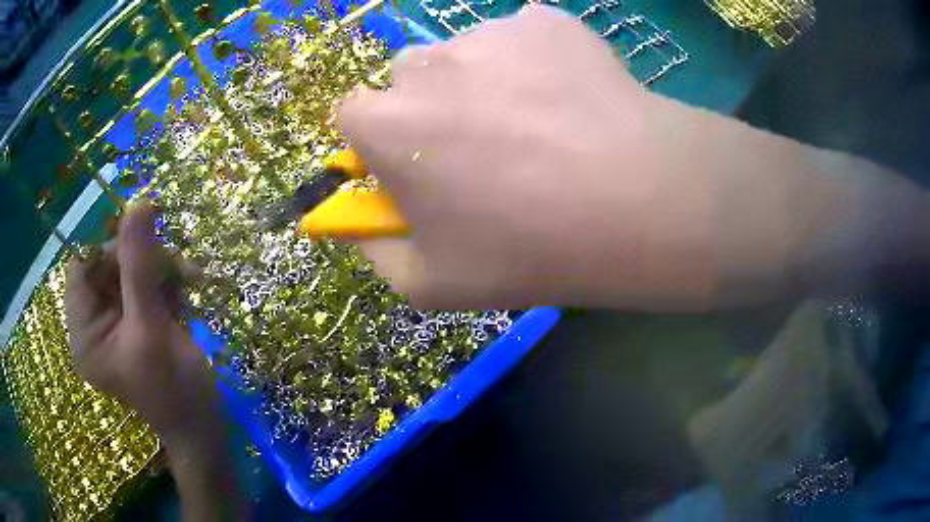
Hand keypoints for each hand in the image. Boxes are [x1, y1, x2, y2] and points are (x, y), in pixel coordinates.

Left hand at [65, 201, 215, 437]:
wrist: (204, 428)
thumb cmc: (174, 390)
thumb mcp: (152, 327)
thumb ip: (140, 265)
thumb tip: (139, 202)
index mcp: (83, 333)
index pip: (82, 268)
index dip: (109, 251)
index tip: (145, 248)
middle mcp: (93, 326)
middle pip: (107, 267)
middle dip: (142, 262)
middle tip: (178, 270)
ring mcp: (114, 326)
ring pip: (129, 273)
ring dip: (160, 271)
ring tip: (189, 283)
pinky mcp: (134, 325)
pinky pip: (143, 288)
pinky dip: (166, 285)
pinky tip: (185, 298)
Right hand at [338, 4, 928, 311]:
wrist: (638, 202)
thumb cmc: (528, 250)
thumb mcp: (432, 283)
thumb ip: (374, 251)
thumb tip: (351, 223)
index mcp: (384, 124)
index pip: (350, 113)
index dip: (377, 139)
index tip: (411, 160)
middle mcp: (424, 65)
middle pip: (406, 78)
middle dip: (428, 108)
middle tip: (486, 146)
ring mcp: (487, 34)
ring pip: (464, 55)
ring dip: (482, 82)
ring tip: (539, 125)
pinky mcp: (543, 20)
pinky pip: (521, 38)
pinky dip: (533, 61)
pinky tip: (569, 99)